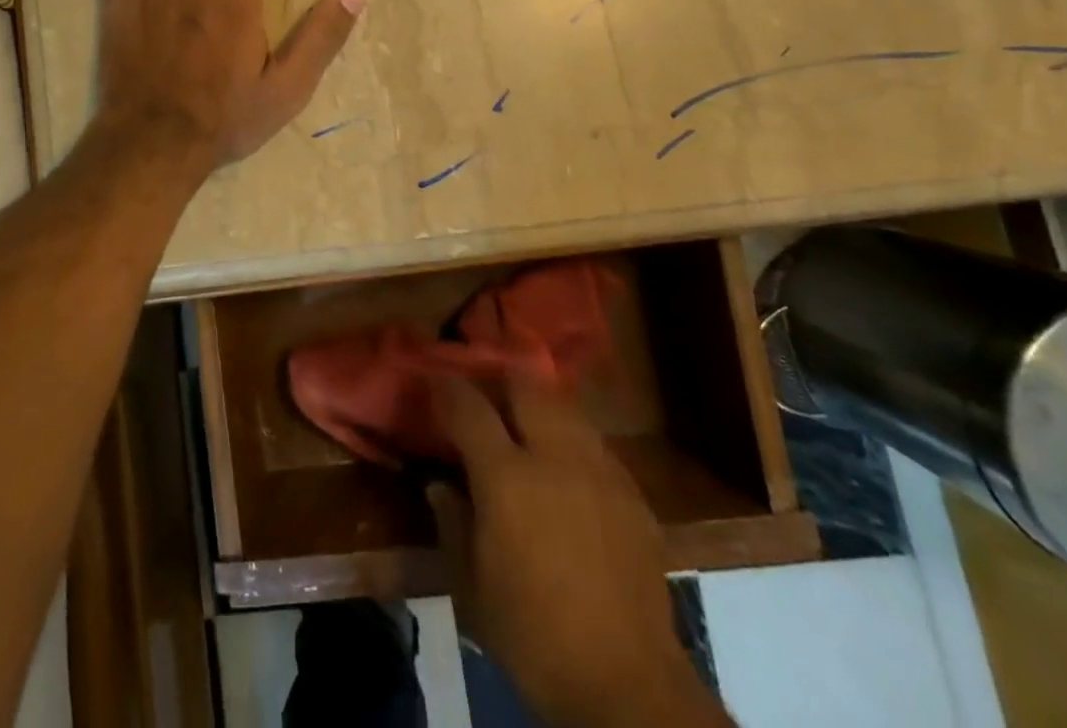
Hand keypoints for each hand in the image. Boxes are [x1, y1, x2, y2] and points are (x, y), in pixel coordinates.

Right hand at [427, 378, 730, 727]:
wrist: (627, 686)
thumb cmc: (533, 637)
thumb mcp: (471, 587)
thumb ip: (452, 523)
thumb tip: (440, 485)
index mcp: (506, 476)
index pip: (468, 406)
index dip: (447, 388)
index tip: (434, 383)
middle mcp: (554, 456)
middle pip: (525, 385)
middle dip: (499, 380)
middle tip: (484, 397)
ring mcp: (599, 470)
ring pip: (564, 407)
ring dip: (538, 406)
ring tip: (525, 424)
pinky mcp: (633, 493)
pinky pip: (595, 444)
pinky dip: (572, 441)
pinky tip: (567, 471)